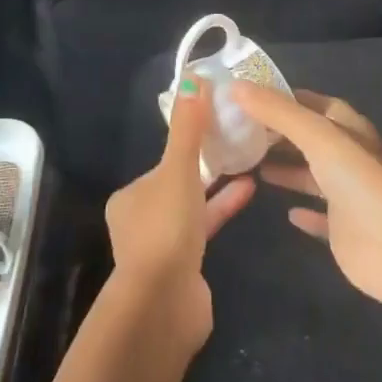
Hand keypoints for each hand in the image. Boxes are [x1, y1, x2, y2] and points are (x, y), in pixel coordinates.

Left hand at [104, 76, 255, 349]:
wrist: (165, 304)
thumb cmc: (166, 228)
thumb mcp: (177, 169)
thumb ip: (188, 128)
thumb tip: (193, 77)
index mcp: (129, 197)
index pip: (162, 165)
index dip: (188, 146)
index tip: (215, 129)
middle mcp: (139, 220)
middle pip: (177, 185)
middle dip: (205, 168)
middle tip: (237, 146)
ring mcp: (161, 248)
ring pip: (192, 209)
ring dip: (218, 190)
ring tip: (252, 168)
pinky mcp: (184, 269)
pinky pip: (205, 231)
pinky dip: (223, 211)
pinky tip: (248, 196)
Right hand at [233, 85, 381, 312]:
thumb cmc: (360, 181)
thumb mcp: (317, 136)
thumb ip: (277, 112)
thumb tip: (235, 86)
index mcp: (347, 129)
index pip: (313, 104)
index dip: (283, 98)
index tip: (248, 96)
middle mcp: (348, 158)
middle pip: (309, 139)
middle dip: (278, 134)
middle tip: (238, 132)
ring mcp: (348, 196)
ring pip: (311, 176)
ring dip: (286, 170)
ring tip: (248, 165)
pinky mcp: (344, 231)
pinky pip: (320, 217)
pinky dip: (303, 212)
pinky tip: (284, 212)